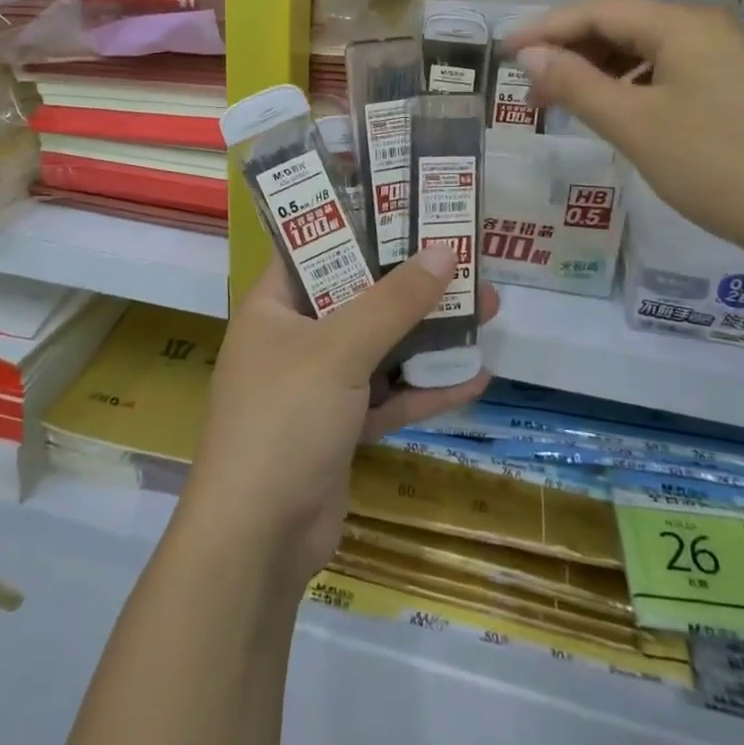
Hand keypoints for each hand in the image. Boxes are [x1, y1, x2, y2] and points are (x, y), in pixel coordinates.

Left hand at [183, 245, 496, 591]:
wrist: (257, 541)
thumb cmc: (284, 419)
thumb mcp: (339, 350)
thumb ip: (393, 302)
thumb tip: (444, 250)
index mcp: (273, 305)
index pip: (314, 245)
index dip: (358, 221)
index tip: (408, 203)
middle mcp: (293, 338)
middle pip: (358, 294)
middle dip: (412, 281)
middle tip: (465, 258)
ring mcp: (317, 386)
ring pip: (380, 346)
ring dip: (429, 332)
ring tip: (486, 307)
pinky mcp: (340, 428)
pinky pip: (388, 396)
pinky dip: (425, 388)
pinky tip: (475, 376)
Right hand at [506, 0, 743, 271]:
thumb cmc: (722, 165)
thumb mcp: (636, 125)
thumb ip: (577, 84)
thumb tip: (531, 54)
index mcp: (682, 25)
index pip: (597, 10)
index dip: (545, 29)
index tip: (503, 54)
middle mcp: (708, 28)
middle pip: (624, 25)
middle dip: (571, 51)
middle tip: (530, 88)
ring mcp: (731, 58)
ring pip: (649, 51)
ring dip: (602, 71)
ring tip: (567, 104)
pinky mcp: (743, 89)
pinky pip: (673, 73)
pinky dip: (635, 87)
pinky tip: (621, 116)